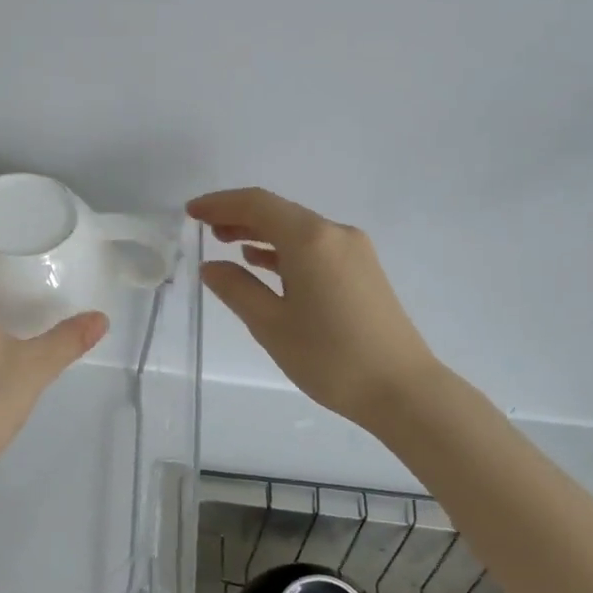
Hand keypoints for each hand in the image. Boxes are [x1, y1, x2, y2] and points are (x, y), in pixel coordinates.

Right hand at [188, 187, 437, 426]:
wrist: (402, 389)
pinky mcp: (362, 270)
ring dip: (260, 232)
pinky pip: (314, 247)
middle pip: (279, 212)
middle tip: (203, 229)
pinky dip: (283, 250)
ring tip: (225, 244)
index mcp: (310, 239)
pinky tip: (262, 264)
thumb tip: (211, 266)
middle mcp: (335, 234)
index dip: (220, 203)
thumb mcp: (271, 325)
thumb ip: (236, 289)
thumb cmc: (330, 357)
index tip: (190, 212)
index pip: (257, 204)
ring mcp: (354, 251)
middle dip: (238, 216)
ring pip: (297, 229)